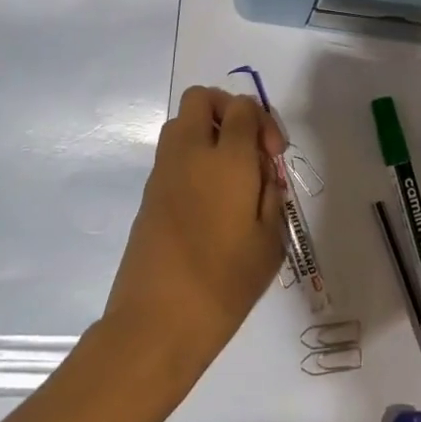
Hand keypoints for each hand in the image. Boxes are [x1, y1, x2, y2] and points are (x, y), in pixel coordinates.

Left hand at [103, 87, 284, 382]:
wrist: (156, 323)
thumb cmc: (224, 285)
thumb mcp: (269, 242)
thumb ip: (270, 195)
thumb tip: (262, 173)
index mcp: (227, 159)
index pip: (242, 107)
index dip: (262, 121)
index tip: (272, 156)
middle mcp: (191, 152)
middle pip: (202, 98)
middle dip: (227, 109)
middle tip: (246, 147)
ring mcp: (164, 170)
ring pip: (181, 122)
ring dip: (206, 131)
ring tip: (227, 172)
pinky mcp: (149, 193)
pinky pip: (172, 153)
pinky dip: (191, 158)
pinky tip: (208, 199)